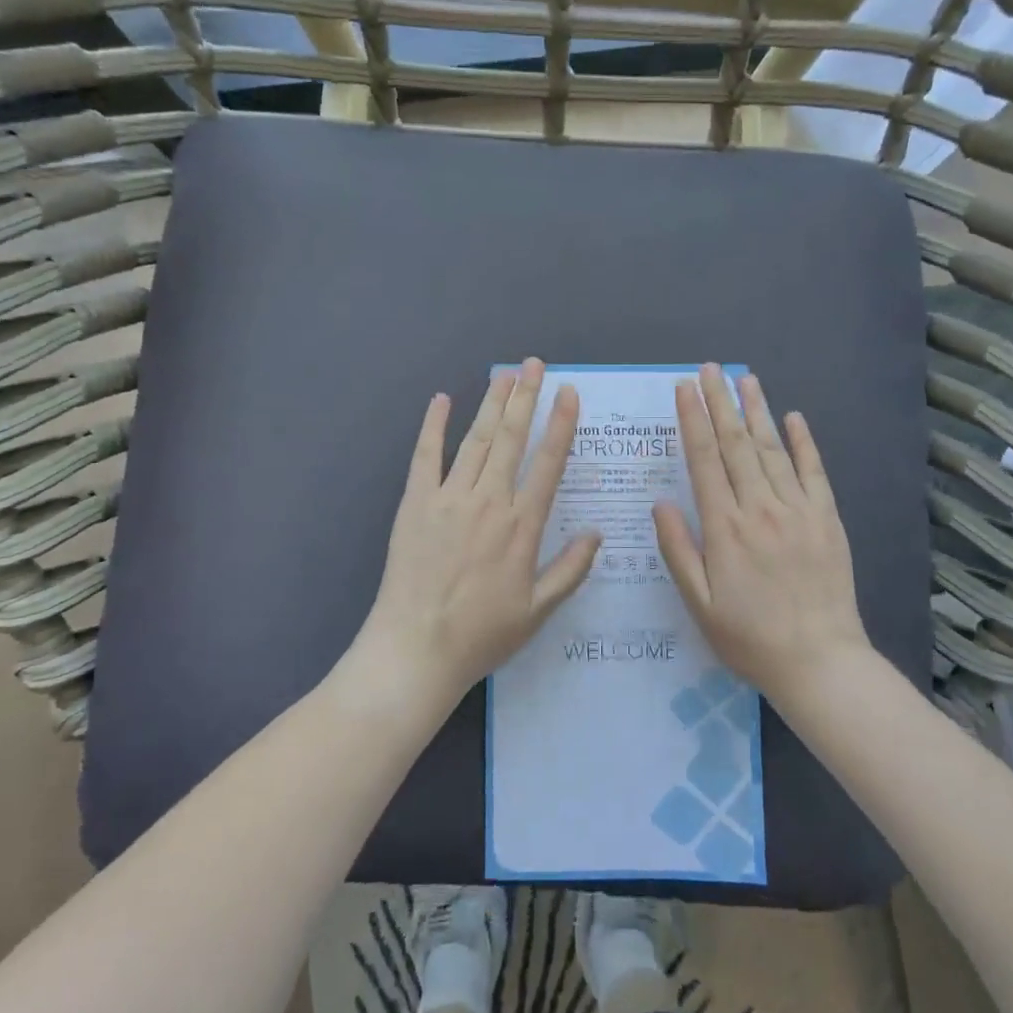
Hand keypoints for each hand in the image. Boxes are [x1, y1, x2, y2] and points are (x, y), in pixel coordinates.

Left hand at [346, 358, 600, 720]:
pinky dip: (433, 426)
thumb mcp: (538, 610)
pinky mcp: (415, 503)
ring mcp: (449, 498)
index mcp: (522, 525)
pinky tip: (441, 400)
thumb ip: (570, 569)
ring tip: (505, 374)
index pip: (548, 463)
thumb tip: (597, 533)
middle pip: (512, 439)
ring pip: (476, 440)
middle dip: (526, 398)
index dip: (560, 425)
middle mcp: (489, 501)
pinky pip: (426, 456)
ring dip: (492, 404)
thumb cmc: (482, 634)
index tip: (568, 393)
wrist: (416, 648)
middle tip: (535, 364)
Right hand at [654, 364, 869, 702]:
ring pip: (772, 450)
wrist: (819, 661)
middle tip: (709, 369)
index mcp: (725, 527)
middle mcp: (761, 508)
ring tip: (745, 379)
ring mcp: (798, 510)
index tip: (684, 389)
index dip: (692, 420)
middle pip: (736, 445)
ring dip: (756, 411)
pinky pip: (814, 472)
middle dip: (720, 403)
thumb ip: (678, 550)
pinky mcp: (827, 519)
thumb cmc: (749, 637)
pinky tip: (793, 417)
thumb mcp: (699, 603)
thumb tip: (661, 503)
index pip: (704, 460)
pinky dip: (803, 442)